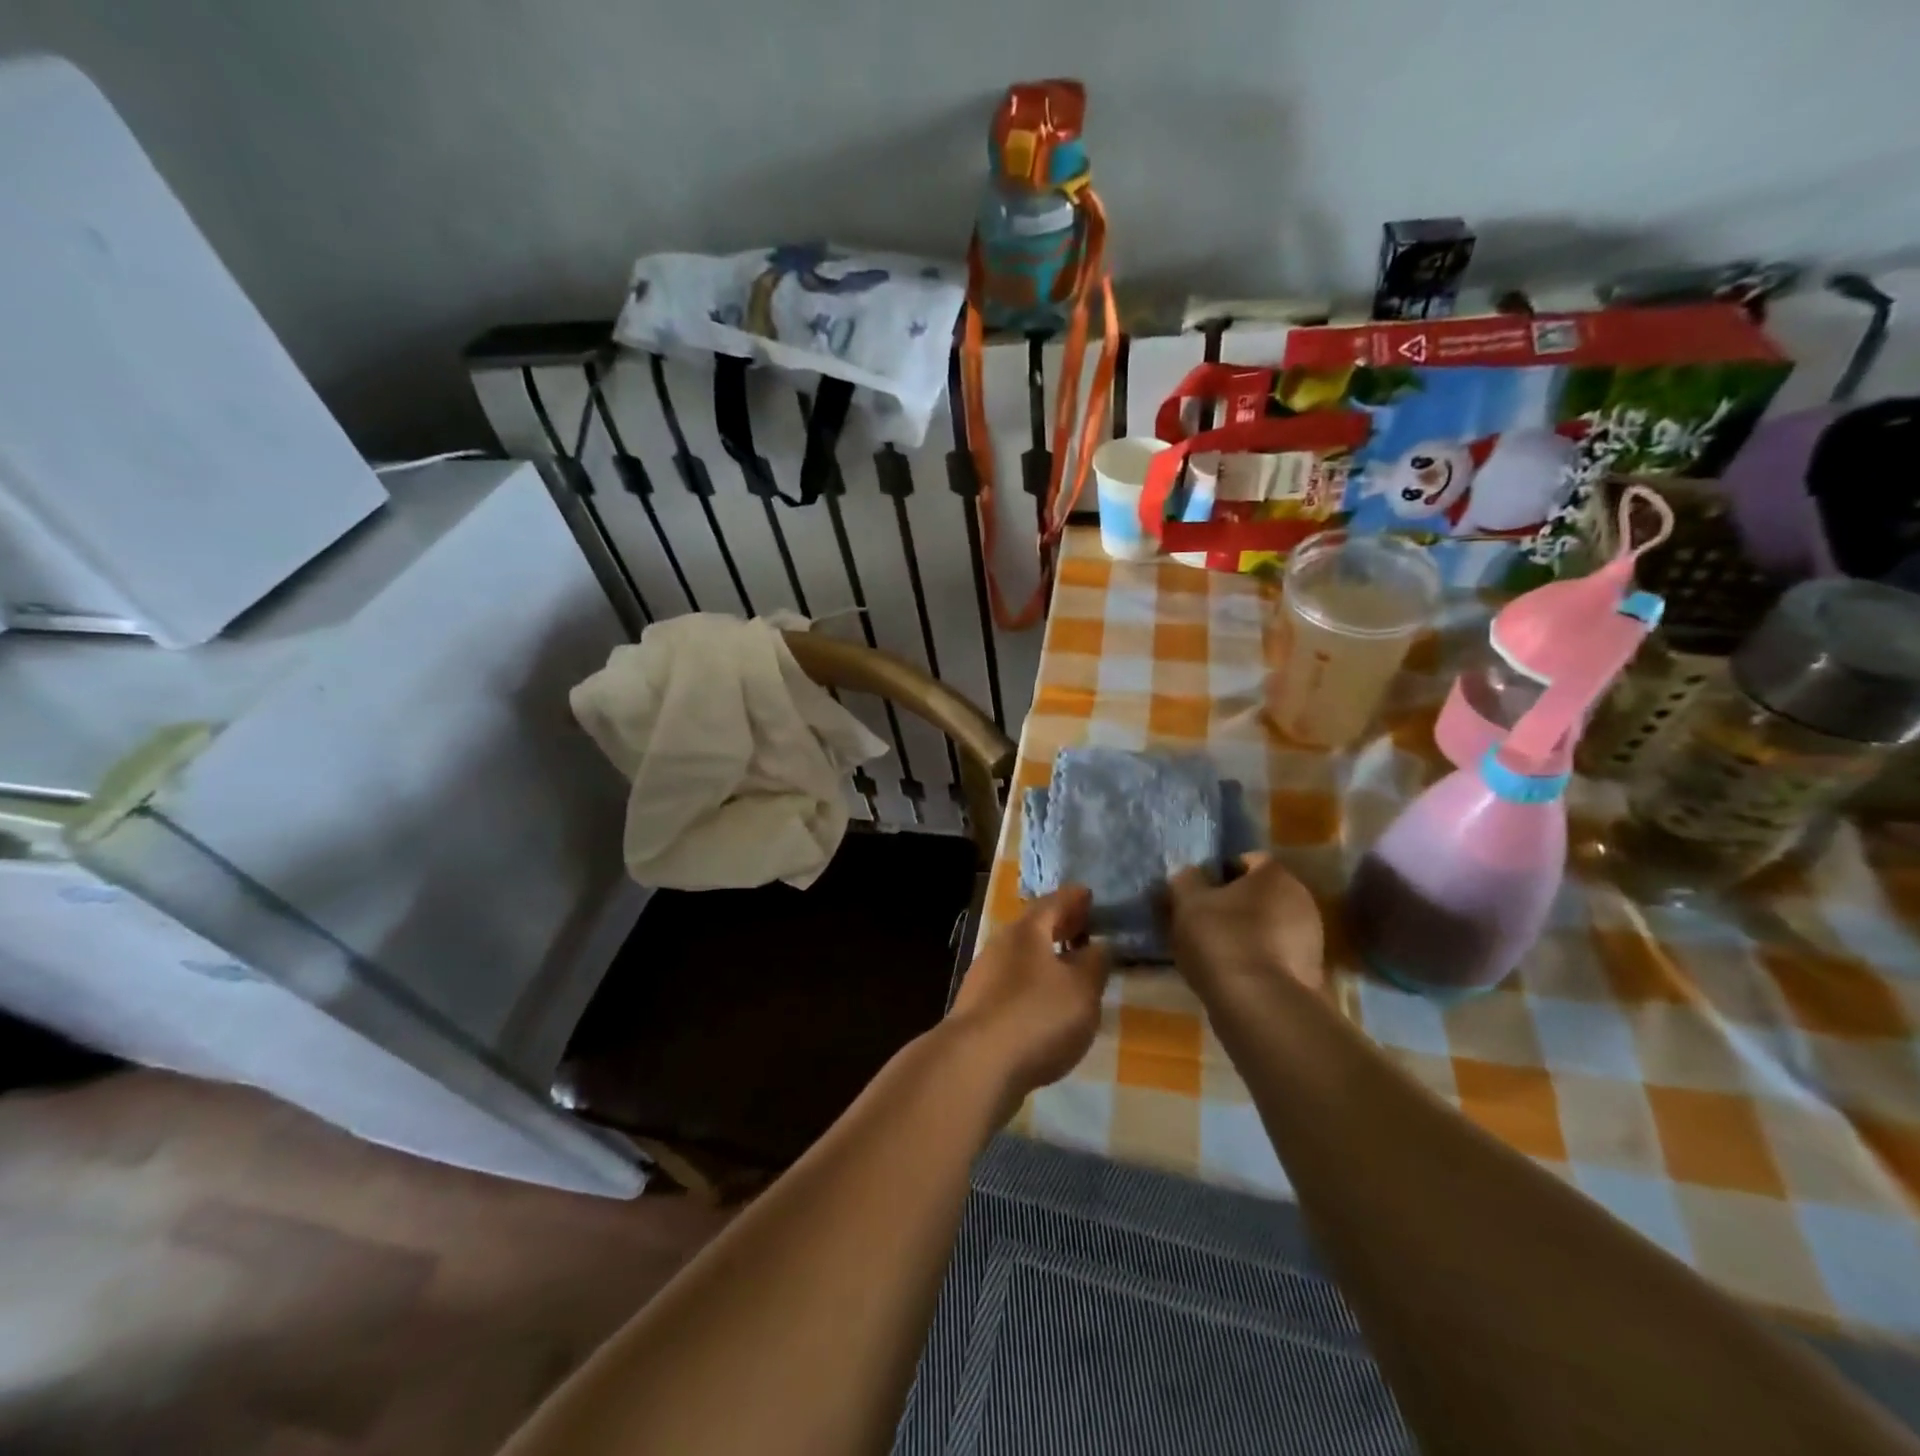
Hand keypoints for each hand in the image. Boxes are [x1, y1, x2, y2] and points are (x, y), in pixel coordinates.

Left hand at [948, 885, 1110, 1098]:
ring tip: (1070, 970)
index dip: (1075, 898)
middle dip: (1060, 927)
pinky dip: (1033, 985)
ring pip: (1022, 957)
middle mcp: (1001, 945)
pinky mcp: (978, 1008)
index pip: (1054, 902)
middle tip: (1084, 929)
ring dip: (1046, 958)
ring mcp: (984, 976)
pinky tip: (1045, 1004)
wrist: (976, 1064)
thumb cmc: (1037, 1016)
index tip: (1089, 896)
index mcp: (1027, 931)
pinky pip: (1012, 984)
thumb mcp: (1082, 990)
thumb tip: (1098, 946)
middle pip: (1034, 928)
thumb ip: (1095, 964)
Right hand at [1166, 853, 1325, 1002]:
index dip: (1217, 875)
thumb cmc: (1222, 940)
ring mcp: (1312, 939)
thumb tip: (1189, 876)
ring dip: (1246, 934)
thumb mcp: (1187, 903)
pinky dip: (1256, 960)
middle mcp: (1302, 899)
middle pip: (1259, 894)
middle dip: (1233, 905)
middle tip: (1202, 923)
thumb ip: (1185, 881)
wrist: (1259, 1006)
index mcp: (1276, 874)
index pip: (1244, 861)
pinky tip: (1233, 975)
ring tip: (1214, 954)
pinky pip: (1276, 956)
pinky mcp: (1311, 973)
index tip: (1196, 895)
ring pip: (1268, 926)